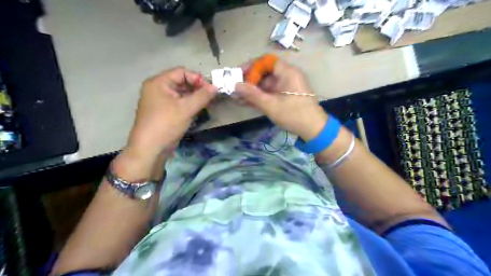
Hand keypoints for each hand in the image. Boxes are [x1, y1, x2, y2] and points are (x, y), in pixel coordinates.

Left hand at [126, 66, 215, 153]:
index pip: (182, 72)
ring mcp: (160, 100)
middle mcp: (158, 88)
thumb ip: (202, 96)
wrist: (150, 148)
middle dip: (198, 89)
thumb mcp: (186, 108)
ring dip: (195, 97)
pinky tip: (199, 110)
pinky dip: (189, 105)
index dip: (198, 79)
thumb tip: (216, 87)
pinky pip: (179, 103)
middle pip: (182, 82)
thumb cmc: (166, 124)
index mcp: (159, 82)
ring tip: (207, 105)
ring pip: (181, 93)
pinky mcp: (163, 111)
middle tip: (211, 98)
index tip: (211, 90)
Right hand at [234, 57, 326, 139]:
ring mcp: (286, 87)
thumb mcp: (271, 105)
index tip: (239, 74)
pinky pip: (270, 93)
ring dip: (252, 91)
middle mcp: (287, 76)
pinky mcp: (285, 96)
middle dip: (249, 81)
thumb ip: (253, 95)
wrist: (314, 130)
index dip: (251, 66)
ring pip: (266, 85)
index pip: (266, 61)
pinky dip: (260, 97)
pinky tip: (246, 102)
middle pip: (265, 73)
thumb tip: (235, 85)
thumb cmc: (294, 115)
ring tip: (237, 98)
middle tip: (235, 89)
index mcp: (287, 72)